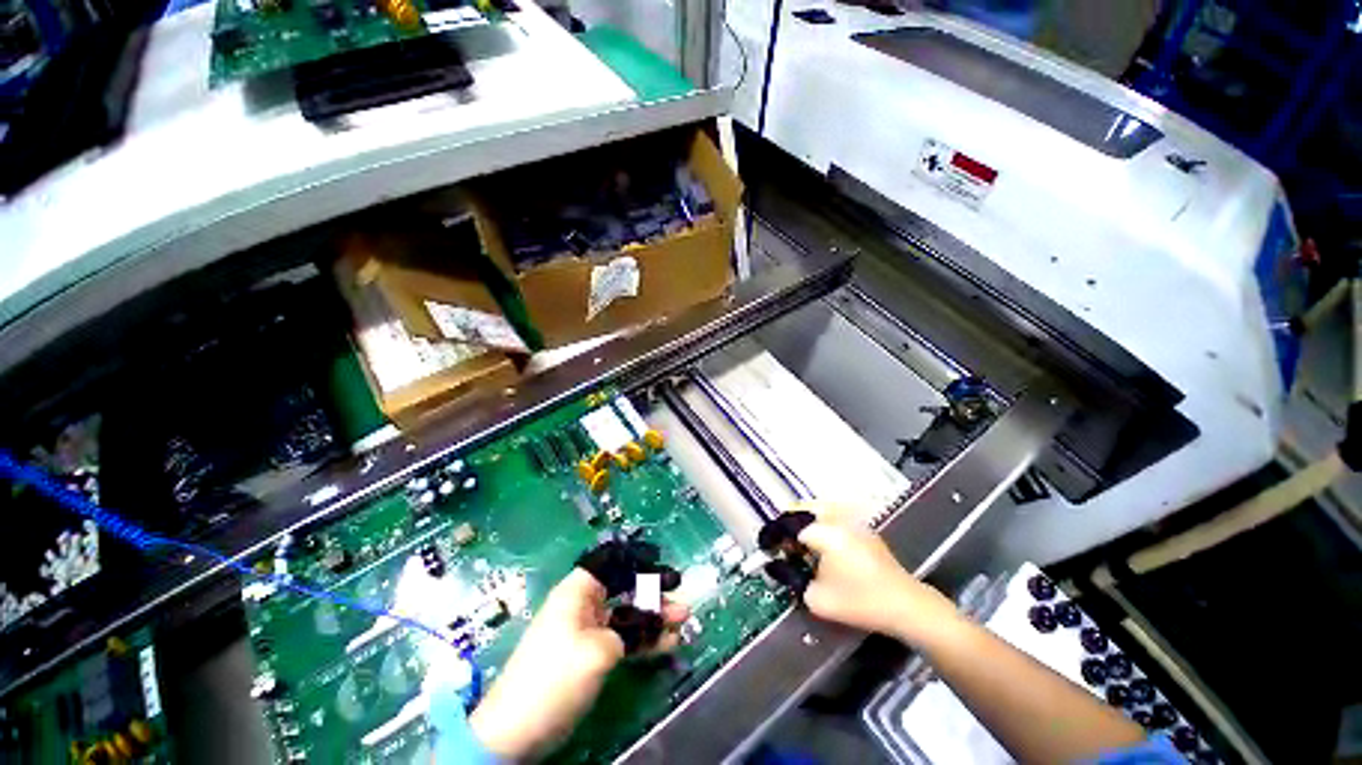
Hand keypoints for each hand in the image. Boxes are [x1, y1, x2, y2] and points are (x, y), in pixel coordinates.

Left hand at [468, 568, 687, 759]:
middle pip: (624, 589)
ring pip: (627, 616)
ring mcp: (588, 632)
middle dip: (654, 594)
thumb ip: (631, 631)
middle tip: (681, 597)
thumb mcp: (599, 650)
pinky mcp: (590, 656)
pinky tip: (667, 642)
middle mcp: (584, 605)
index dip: (638, 560)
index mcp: (578, 591)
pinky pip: (622, 639)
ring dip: (654, 619)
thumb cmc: (556, 676)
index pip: (612, 562)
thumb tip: (652, 624)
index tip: (663, 565)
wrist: (516, 731)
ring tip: (683, 621)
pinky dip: (643, 641)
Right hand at [792, 502, 959, 644]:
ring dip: (807, 520)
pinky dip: (823, 522)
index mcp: (825, 532)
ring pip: (821, 510)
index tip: (771, 548)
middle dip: (791, 522)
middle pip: (805, 510)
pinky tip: (822, 541)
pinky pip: (836, 516)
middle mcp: (838, 519)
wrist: (906, 606)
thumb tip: (786, 571)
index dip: (778, 538)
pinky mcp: (865, 529)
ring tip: (800, 538)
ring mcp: (854, 521)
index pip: (792, 527)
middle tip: (783, 539)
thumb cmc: (861, 602)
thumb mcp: (819, 600)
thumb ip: (796, 582)